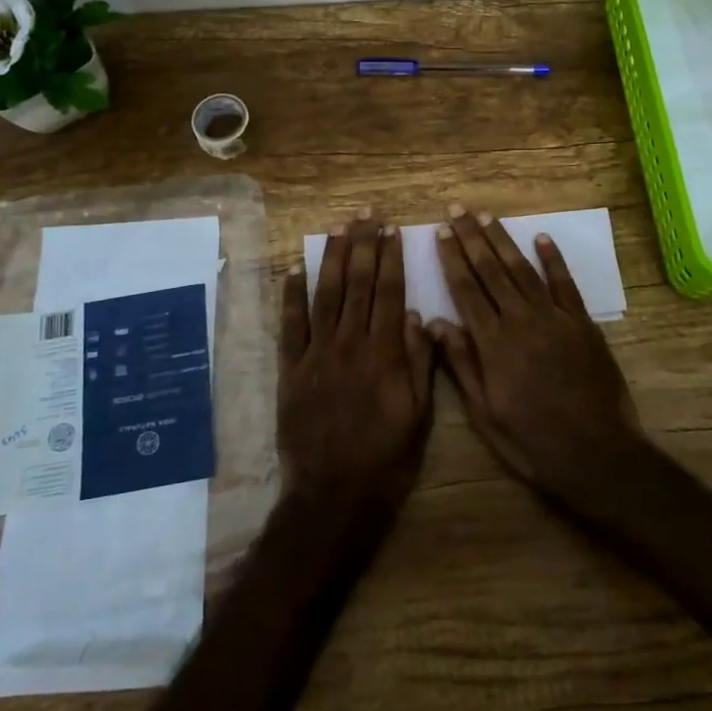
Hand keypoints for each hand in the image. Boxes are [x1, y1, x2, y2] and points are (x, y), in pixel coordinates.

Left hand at [278, 213, 434, 511]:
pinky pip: (290, 325)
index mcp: (385, 353)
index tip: (392, 230)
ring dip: (332, 258)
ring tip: (337, 227)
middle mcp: (351, 344)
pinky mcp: (291, 370)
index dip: (391, 258)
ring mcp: (317, 354)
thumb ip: (421, 363)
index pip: (390, 293)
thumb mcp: (420, 415)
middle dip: (362, 245)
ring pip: (326, 295)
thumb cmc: (387, 459)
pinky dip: (291, 295)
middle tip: (365, 214)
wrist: (334, 496)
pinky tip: (295, 267)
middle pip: (358, 284)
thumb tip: (422, 317)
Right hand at [430, 206, 645, 502]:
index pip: (466, 289)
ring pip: (522, 269)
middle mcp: (521, 320)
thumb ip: (462, 364)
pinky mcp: (582, 323)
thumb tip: (436, 322)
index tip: (440, 232)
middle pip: (491, 270)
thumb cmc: (531, 440)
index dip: (452, 258)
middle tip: (457, 209)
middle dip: (471, 237)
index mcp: (493, 343)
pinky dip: (553, 259)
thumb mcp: (485, 413)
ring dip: (503, 240)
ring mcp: (554, 318)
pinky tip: (542, 237)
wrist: (596, 453)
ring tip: (486, 215)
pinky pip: (565, 284)